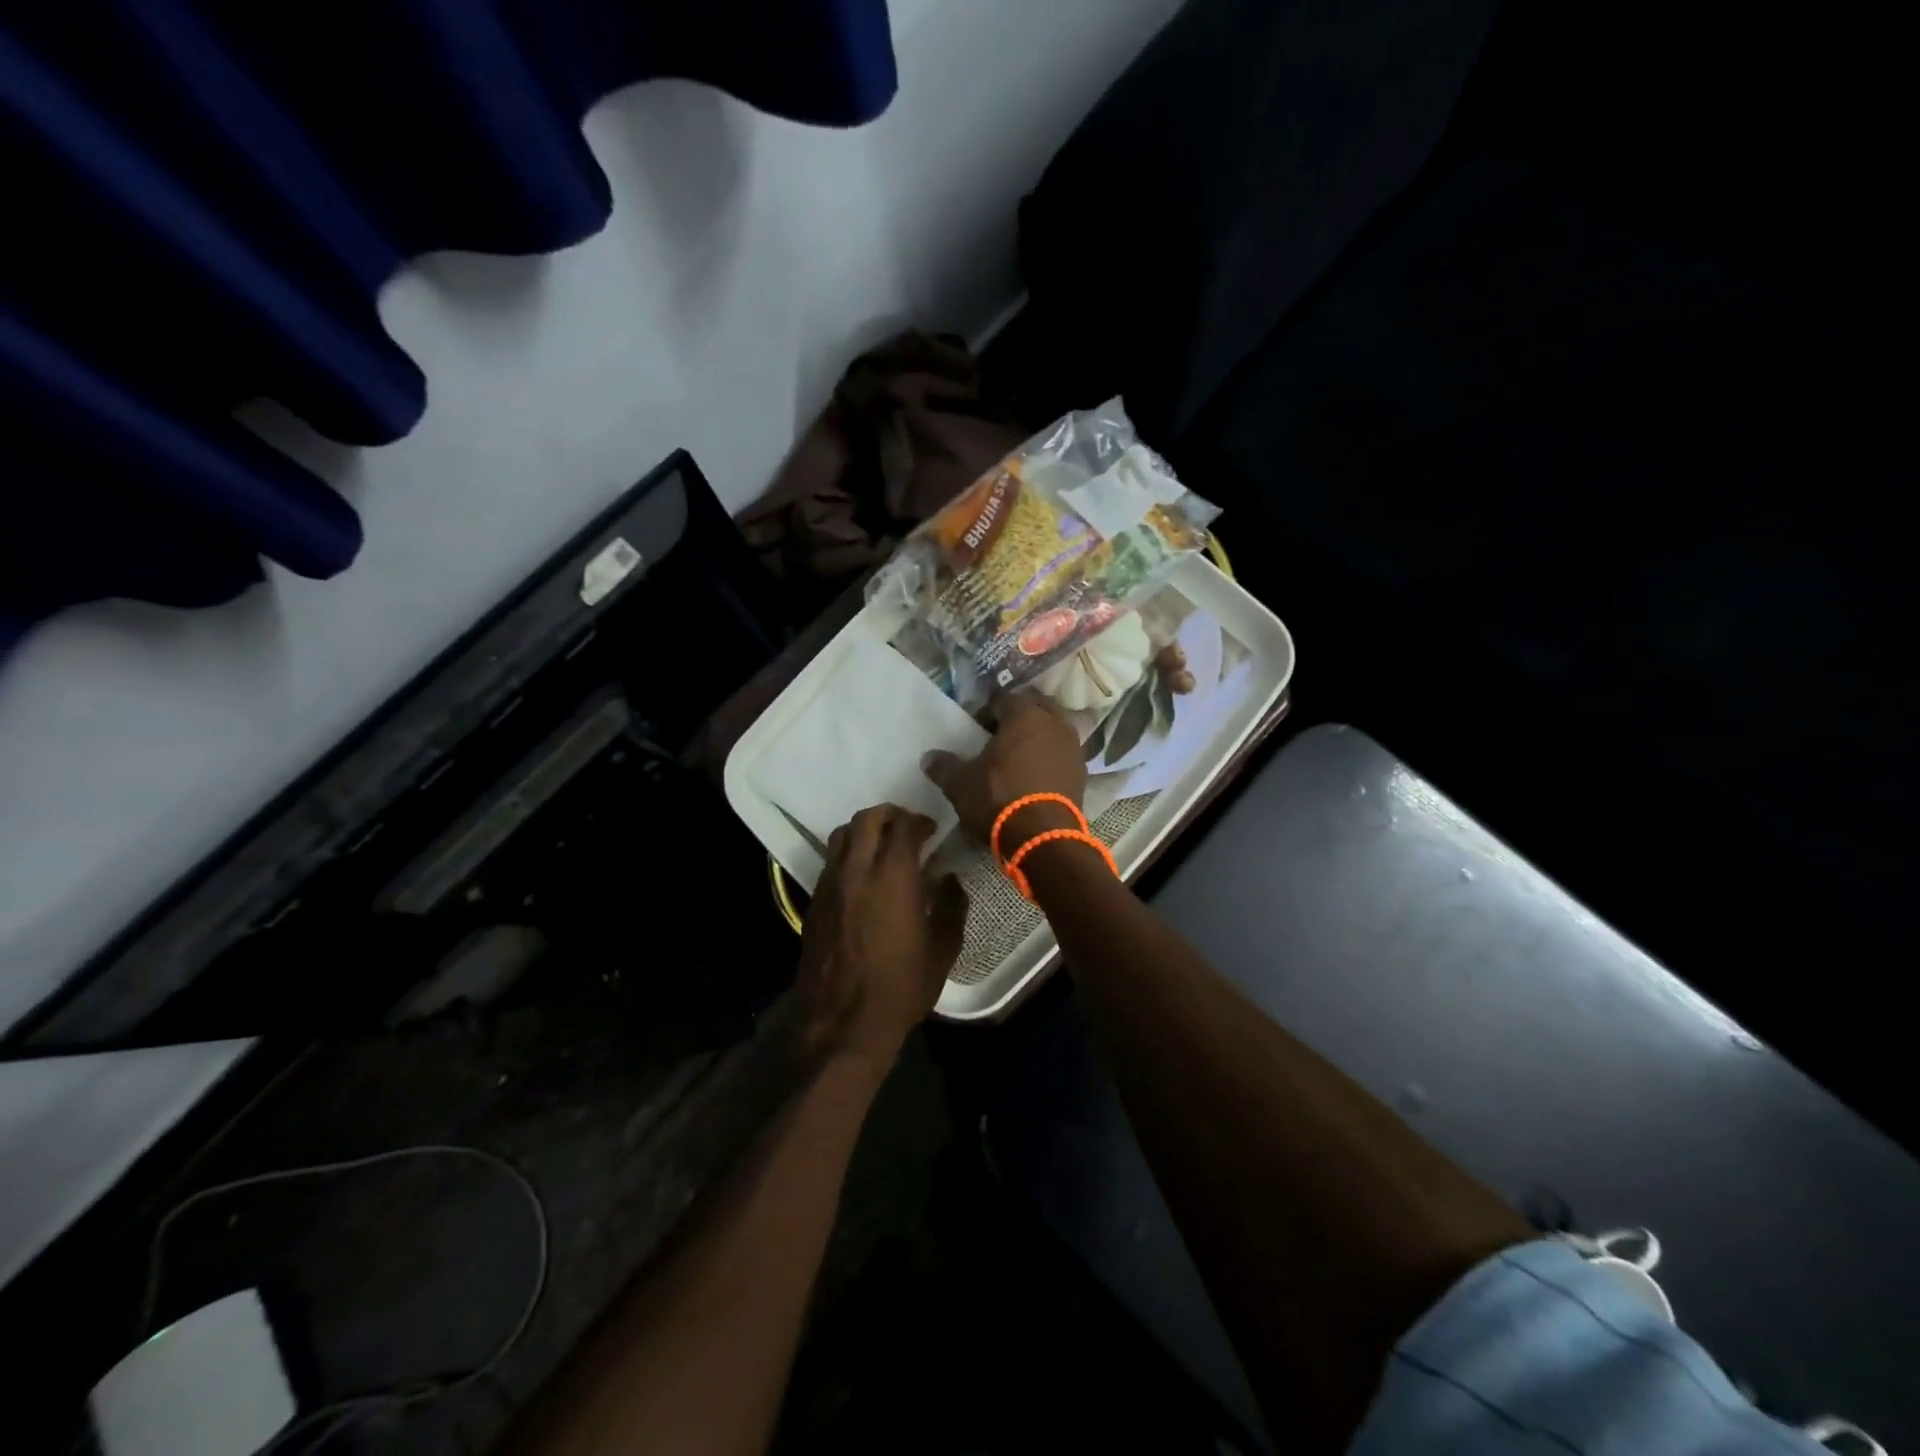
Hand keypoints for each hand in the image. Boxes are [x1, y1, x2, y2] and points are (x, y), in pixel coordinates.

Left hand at [796, 805, 968, 1069]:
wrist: (842, 1022)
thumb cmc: (901, 987)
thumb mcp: (943, 949)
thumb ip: (952, 906)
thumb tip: (949, 879)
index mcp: (893, 876)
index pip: (903, 825)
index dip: (920, 820)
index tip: (932, 830)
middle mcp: (858, 870)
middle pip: (868, 818)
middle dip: (890, 814)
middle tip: (907, 828)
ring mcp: (831, 883)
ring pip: (842, 834)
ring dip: (865, 830)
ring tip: (882, 845)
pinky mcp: (814, 900)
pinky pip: (831, 859)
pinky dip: (848, 853)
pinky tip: (863, 874)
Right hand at [922, 692, 1086, 850]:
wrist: (1043, 837)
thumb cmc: (998, 798)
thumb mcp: (961, 784)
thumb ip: (944, 766)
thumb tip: (929, 757)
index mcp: (1024, 714)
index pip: (1003, 697)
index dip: (987, 709)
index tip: (975, 725)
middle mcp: (1054, 722)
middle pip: (1035, 707)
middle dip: (1018, 715)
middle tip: (998, 735)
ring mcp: (1072, 747)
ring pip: (1053, 729)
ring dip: (1038, 736)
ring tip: (1018, 756)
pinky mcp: (1082, 772)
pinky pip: (1062, 754)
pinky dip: (1050, 757)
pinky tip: (1035, 775)